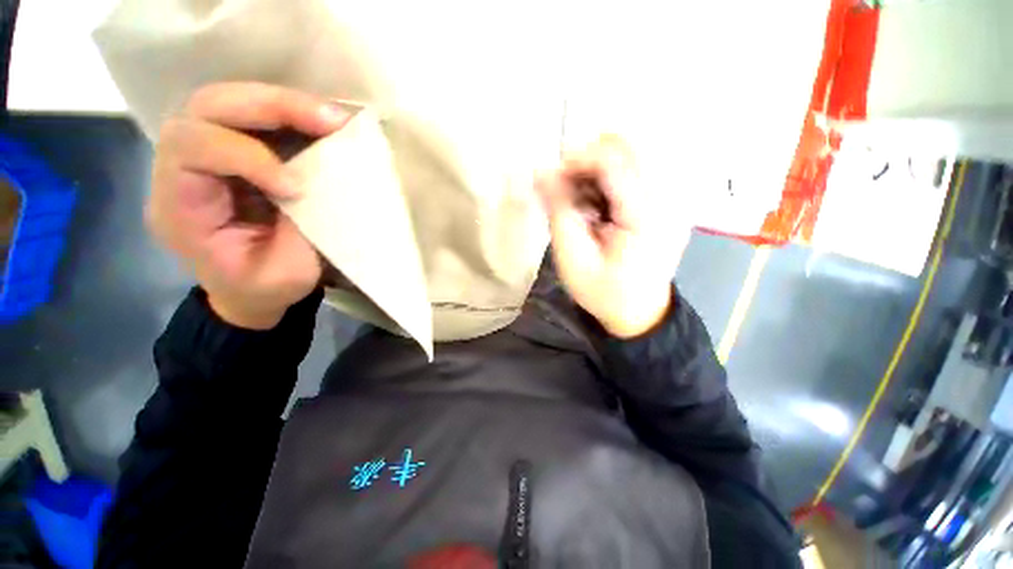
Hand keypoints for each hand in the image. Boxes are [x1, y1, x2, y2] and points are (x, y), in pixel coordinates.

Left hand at [148, 82, 349, 328]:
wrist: (248, 292)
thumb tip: (326, 185)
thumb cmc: (263, 290)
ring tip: (332, 118)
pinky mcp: (232, 153)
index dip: (249, 157)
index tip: (299, 188)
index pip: (192, 149)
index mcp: (178, 208)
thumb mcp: (285, 275)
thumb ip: (299, 229)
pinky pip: (252, 118)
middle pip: (206, 108)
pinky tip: (322, 124)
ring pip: (227, 102)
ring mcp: (204, 156)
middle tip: (329, 119)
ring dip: (283, 103)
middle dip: (270, 106)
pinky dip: (290, 115)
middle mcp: (178, 170)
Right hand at [535, 135, 688, 337]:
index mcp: (646, 216)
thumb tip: (541, 173)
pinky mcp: (670, 201)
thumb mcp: (573, 258)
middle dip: (590, 157)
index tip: (553, 177)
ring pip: (635, 151)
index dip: (578, 159)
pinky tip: (599, 200)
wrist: (640, 313)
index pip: (615, 160)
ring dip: (600, 165)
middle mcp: (669, 198)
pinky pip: (640, 167)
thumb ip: (559, 212)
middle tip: (567, 185)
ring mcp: (674, 198)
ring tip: (582, 196)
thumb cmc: (604, 292)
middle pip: (630, 146)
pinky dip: (612, 175)